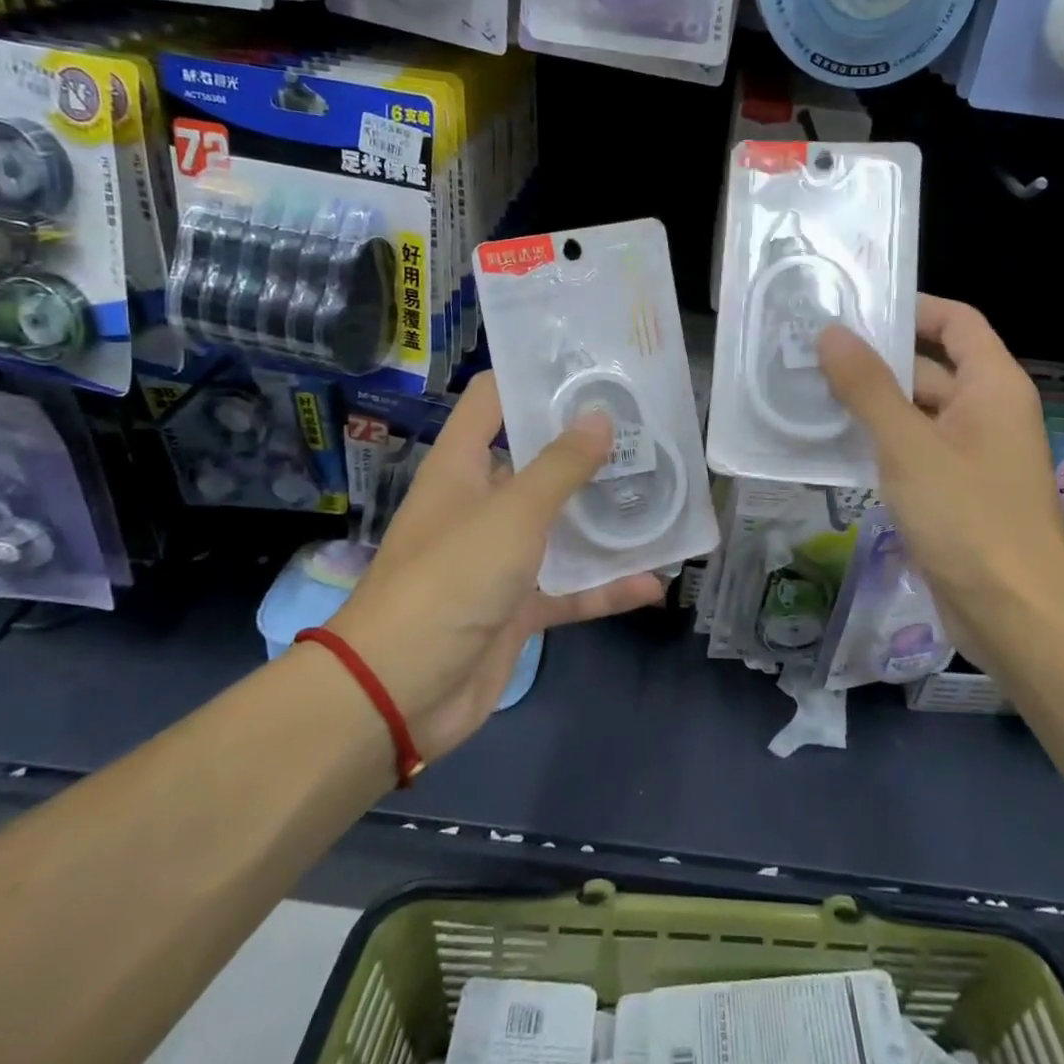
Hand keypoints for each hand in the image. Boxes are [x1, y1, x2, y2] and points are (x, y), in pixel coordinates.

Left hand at [326, 373, 663, 759]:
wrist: (400, 692)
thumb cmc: (450, 580)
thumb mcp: (512, 514)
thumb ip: (561, 466)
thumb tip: (600, 416)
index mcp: (464, 467)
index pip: (494, 400)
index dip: (536, 379)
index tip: (593, 370)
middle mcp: (482, 503)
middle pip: (539, 462)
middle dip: (590, 450)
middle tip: (648, 431)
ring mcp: (501, 557)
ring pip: (562, 527)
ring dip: (606, 520)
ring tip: (662, 498)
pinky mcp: (517, 606)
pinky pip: (570, 588)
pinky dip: (606, 587)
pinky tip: (653, 583)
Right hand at [815, 296, 1063, 639]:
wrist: (1015, 616)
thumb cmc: (969, 518)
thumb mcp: (909, 445)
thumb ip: (868, 387)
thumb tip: (832, 333)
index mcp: (993, 387)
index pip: (957, 322)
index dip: (912, 308)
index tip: (856, 309)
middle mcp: (987, 413)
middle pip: (930, 366)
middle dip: (876, 360)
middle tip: (811, 353)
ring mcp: (971, 456)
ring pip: (916, 413)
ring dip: (870, 404)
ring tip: (808, 392)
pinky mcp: (954, 493)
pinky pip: (913, 452)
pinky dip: (879, 443)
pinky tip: (831, 445)